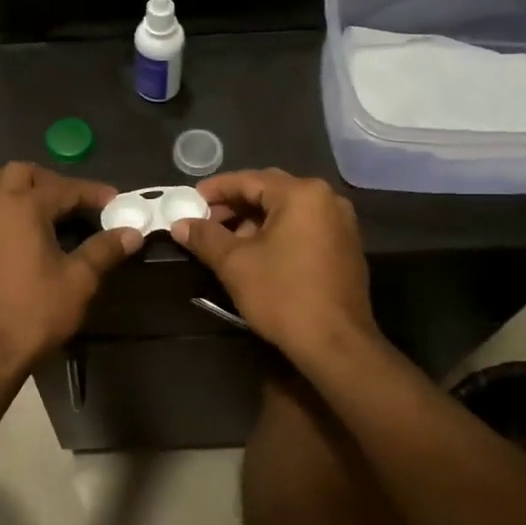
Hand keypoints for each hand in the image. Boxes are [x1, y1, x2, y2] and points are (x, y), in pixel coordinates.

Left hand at [0, 163, 142, 369]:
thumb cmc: (35, 313)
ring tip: (38, 211)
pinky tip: (8, 237)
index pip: (63, 188)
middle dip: (49, 180)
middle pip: (18, 173)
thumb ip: (104, 250)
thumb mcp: (79, 281)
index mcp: (21, 208)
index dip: (92, 192)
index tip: (114, 202)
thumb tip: (131, 233)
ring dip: (15, 190)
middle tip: (72, 202)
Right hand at [169, 169, 374, 359]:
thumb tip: (180, 224)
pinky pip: (303, 228)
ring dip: (254, 221)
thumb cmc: (283, 295)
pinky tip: (255, 254)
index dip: (215, 190)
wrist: (336, 344)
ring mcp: (340, 224)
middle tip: (204, 221)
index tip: (189, 201)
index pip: (249, 180)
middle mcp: (326, 199)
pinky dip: (277, 233)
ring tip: (225, 242)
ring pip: (287, 211)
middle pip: (270, 191)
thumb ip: (205, 237)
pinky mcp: (345, 248)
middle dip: (234, 205)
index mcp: (302, 195)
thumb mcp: (235, 264)